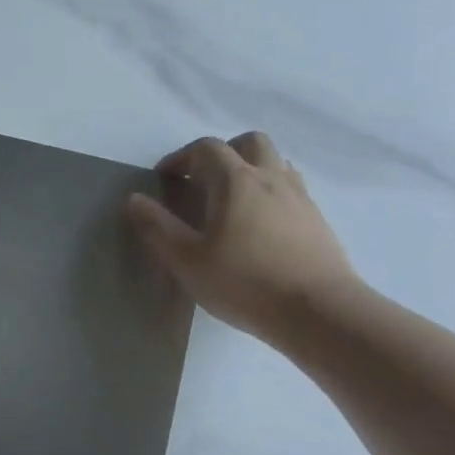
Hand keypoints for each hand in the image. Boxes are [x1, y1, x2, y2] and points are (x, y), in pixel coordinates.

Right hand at [126, 132, 360, 340]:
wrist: (320, 312)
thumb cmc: (245, 282)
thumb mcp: (187, 260)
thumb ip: (157, 227)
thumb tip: (134, 200)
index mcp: (235, 180)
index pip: (206, 148)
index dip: (181, 158)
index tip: (165, 179)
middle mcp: (271, 178)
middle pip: (249, 142)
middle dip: (223, 153)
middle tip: (204, 181)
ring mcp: (300, 198)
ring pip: (276, 163)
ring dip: (251, 170)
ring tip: (232, 202)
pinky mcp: (319, 221)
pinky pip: (292, 191)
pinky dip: (271, 194)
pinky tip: (261, 227)